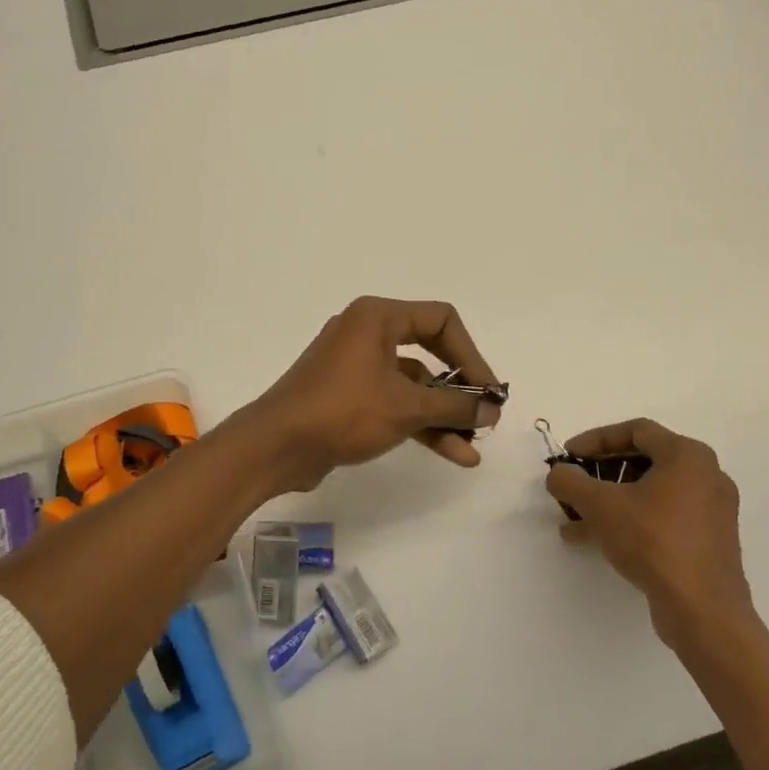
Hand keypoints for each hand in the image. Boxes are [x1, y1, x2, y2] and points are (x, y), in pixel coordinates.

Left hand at [245, 297, 503, 493]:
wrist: (276, 446)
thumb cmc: (344, 411)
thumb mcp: (407, 407)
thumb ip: (455, 405)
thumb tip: (492, 408)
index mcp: (378, 317)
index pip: (441, 320)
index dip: (472, 355)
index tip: (490, 391)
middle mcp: (367, 333)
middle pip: (430, 352)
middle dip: (460, 387)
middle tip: (486, 416)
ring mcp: (355, 366)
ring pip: (412, 384)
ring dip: (443, 414)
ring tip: (473, 446)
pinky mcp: (348, 395)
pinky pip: (393, 401)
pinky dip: (419, 423)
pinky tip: (451, 452)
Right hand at [544, 418, 750, 649]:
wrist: (703, 610)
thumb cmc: (653, 541)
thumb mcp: (599, 505)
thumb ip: (570, 481)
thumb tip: (558, 474)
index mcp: (688, 456)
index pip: (635, 430)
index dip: (595, 439)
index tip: (568, 456)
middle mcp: (706, 476)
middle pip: (642, 462)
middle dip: (600, 474)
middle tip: (573, 486)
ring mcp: (711, 511)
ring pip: (650, 494)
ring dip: (610, 501)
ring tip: (574, 519)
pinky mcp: (708, 542)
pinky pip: (662, 518)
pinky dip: (630, 521)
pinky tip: (595, 540)